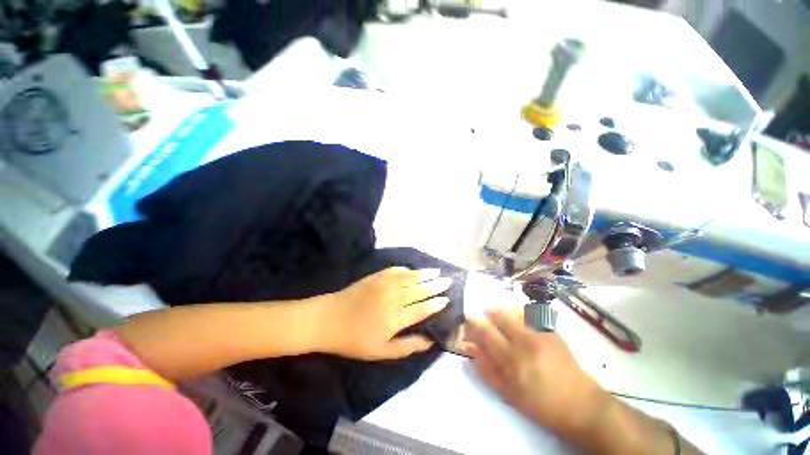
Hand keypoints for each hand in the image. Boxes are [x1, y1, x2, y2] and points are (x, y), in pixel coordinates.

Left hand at [319, 267, 452, 360]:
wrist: (328, 319)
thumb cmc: (354, 340)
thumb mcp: (381, 351)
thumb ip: (406, 346)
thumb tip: (428, 342)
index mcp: (395, 317)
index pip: (422, 308)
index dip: (435, 303)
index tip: (447, 299)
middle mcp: (393, 297)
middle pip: (419, 289)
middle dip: (435, 285)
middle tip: (448, 280)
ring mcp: (384, 284)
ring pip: (410, 277)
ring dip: (424, 273)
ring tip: (436, 271)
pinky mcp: (375, 276)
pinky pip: (395, 270)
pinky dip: (406, 269)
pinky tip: (412, 269)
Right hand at [466, 309, 609, 438]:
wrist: (581, 405)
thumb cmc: (541, 404)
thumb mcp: (509, 394)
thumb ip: (487, 369)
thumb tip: (471, 346)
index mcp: (513, 361)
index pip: (487, 333)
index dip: (475, 321)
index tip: (468, 314)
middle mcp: (526, 342)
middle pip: (500, 316)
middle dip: (488, 311)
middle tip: (483, 312)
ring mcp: (541, 334)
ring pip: (514, 311)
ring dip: (502, 309)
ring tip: (498, 313)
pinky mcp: (552, 331)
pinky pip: (530, 312)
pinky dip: (518, 310)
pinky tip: (516, 316)